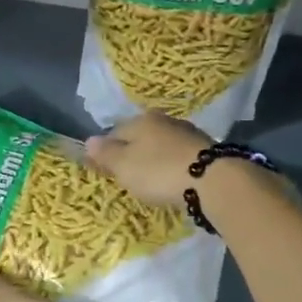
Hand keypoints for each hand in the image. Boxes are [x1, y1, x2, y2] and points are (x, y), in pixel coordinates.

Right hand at [84, 112, 213, 209]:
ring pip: (161, 146)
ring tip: (150, 181)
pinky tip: (172, 180)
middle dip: (131, 154)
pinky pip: (178, 157)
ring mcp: (187, 133)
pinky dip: (172, 166)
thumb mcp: (124, 165)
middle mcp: (165, 120)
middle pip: (139, 137)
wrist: (213, 181)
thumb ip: (105, 153)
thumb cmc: (159, 171)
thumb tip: (89, 141)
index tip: (103, 169)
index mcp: (141, 120)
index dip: (106, 151)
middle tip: (127, 177)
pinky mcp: (205, 151)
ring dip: (153, 160)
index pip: (114, 132)